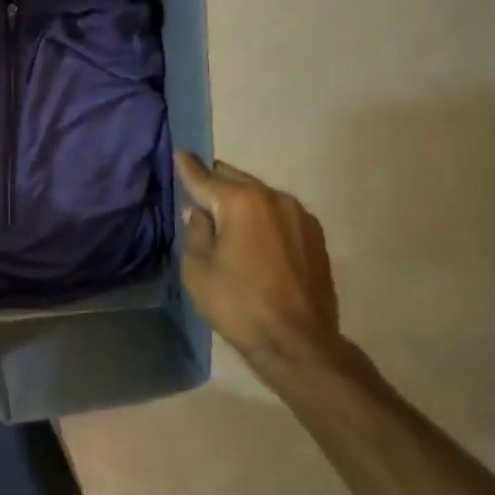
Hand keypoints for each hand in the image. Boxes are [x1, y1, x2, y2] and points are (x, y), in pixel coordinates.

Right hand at [175, 152, 346, 388]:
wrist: (298, 342)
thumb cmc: (238, 305)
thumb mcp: (198, 270)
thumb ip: (196, 232)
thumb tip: (199, 212)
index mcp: (241, 202)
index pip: (205, 178)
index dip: (187, 167)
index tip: (179, 152)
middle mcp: (274, 197)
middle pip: (236, 180)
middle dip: (215, 183)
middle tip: (198, 190)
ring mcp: (299, 215)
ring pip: (260, 196)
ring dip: (241, 201)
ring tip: (225, 217)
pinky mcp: (315, 236)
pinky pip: (279, 215)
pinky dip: (262, 218)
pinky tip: (253, 237)